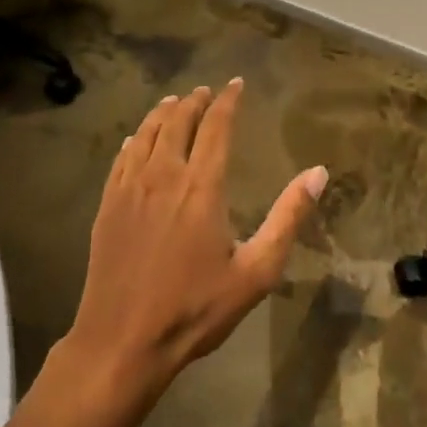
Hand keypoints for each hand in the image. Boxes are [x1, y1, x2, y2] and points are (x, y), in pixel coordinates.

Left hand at [61, 80, 327, 403]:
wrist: (122, 343)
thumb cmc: (195, 309)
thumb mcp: (256, 271)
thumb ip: (288, 218)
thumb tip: (319, 173)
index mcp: (201, 186)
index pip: (216, 126)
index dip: (228, 101)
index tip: (237, 84)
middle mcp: (164, 175)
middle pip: (178, 122)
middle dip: (195, 101)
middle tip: (205, 91)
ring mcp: (130, 189)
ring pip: (147, 133)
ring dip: (163, 113)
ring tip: (174, 102)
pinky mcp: (107, 205)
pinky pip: (122, 158)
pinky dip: (135, 139)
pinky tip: (136, 139)